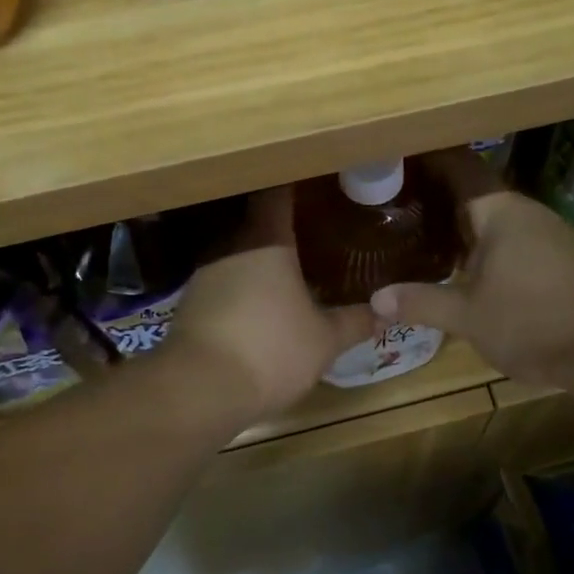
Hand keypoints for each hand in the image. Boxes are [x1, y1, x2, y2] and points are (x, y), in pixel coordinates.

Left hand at [161, 187, 373, 424]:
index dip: (295, 185)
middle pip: (257, 223)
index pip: (277, 194)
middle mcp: (230, 246)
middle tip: (314, 233)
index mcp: (266, 240)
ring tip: (291, 273)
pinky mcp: (190, 304)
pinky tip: (260, 309)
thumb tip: (384, 312)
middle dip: (283, 228)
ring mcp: (205, 275)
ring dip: (261, 262)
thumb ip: (354, 322)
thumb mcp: (324, 340)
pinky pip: (223, 284)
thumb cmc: (271, 350)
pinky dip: (242, 289)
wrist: (198, 389)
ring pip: (238, 255)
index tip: (315, 184)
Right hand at [371, 148, 573, 388]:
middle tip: (398, 208)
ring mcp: (551, 235)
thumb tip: (376, 299)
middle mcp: (528, 213)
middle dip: (440, 201)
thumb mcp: (468, 317)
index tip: (398, 161)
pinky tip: (471, 270)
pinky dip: (489, 248)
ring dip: (465, 228)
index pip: (460, 169)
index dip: (430, 162)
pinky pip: (516, 242)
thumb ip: (421, 303)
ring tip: (426, 238)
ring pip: (497, 222)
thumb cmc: (532, 321)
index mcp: (501, 212)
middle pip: (476, 195)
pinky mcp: (565, 260)